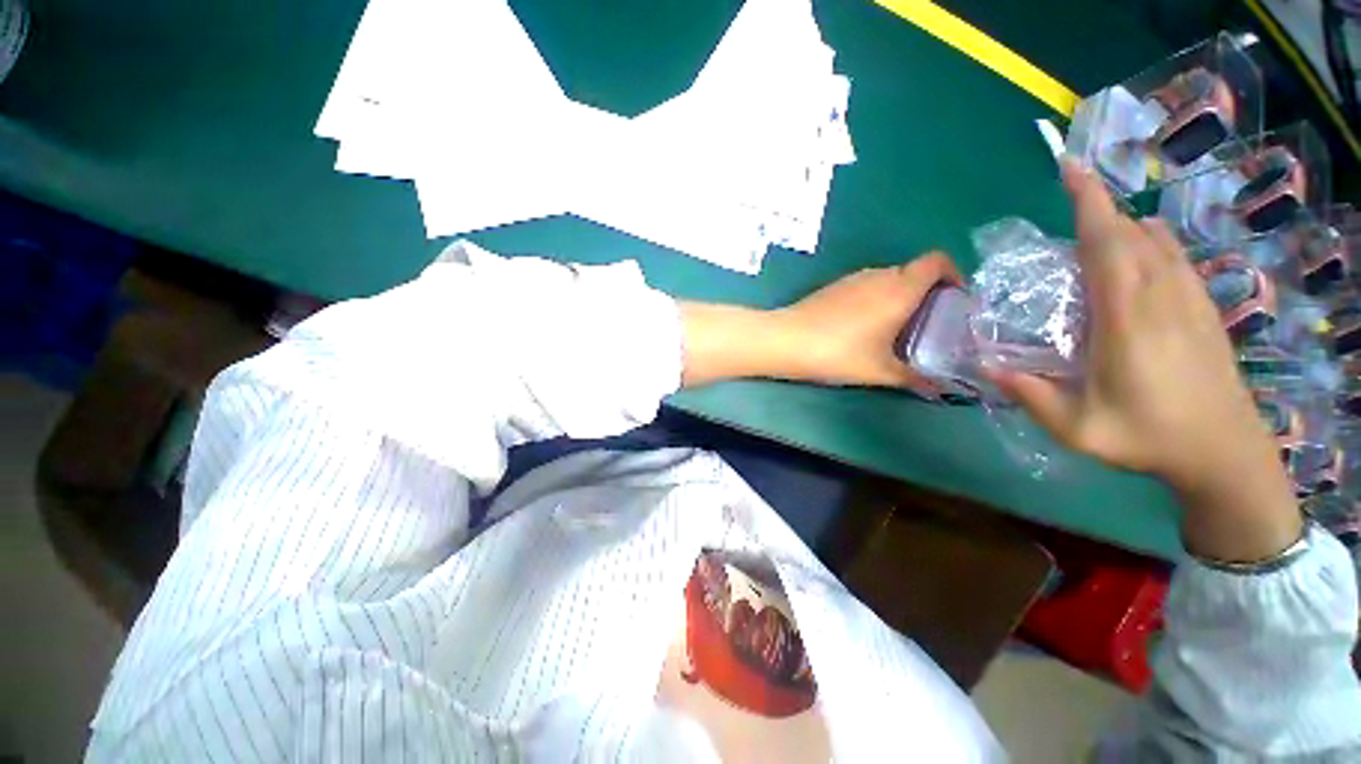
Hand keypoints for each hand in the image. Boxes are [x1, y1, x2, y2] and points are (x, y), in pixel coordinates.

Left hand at [771, 253, 962, 391]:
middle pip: (914, 272)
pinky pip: (866, 286)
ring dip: (899, 297)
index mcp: (899, 289)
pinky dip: (876, 299)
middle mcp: (879, 275)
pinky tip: (864, 327)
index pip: (937, 261)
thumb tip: (941, 389)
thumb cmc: (838, 353)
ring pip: (889, 280)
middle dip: (928, 293)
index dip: (953, 274)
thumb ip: (914, 378)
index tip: (955, 301)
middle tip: (928, 325)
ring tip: (897, 330)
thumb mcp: (880, 371)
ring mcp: (853, 279)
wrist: (786, 340)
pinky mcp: (834, 287)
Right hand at [990, 160, 1298, 561]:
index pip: (1109, 244)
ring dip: (1124, 224)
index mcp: (1127, 318)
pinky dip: (1151, 241)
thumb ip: (1029, 395)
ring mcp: (1189, 298)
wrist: (1224, 452)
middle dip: (1099, 206)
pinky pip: (1175, 256)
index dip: (1089, 203)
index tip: (1069, 169)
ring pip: (1157, 240)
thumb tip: (984, 366)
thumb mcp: (1076, 428)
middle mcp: (1161, 295)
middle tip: (1069, 195)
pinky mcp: (1203, 307)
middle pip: (1130, 233)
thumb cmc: (1147, 438)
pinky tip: (1138, 252)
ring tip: (1095, 227)